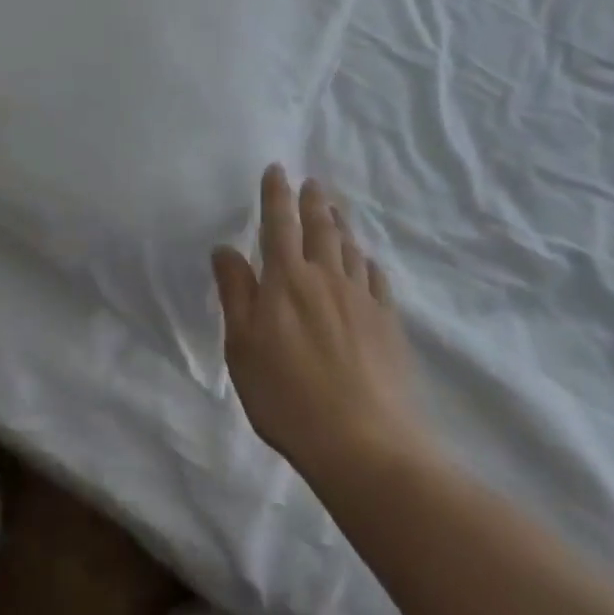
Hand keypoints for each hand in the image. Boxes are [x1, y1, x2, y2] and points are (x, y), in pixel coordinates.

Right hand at [213, 166, 427, 484]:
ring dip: (341, 224)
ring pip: (350, 248)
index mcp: (287, 278)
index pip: (279, 223)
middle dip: (313, 201)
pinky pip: (377, 279)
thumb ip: (235, 293)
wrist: (364, 444)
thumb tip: (225, 248)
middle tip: (312, 182)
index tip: (277, 169)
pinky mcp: (388, 323)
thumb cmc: (288, 397)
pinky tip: (367, 262)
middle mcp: (326, 276)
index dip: (276, 194)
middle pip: (320, 227)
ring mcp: (361, 298)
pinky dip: (368, 262)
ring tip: (336, 211)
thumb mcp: (242, 348)